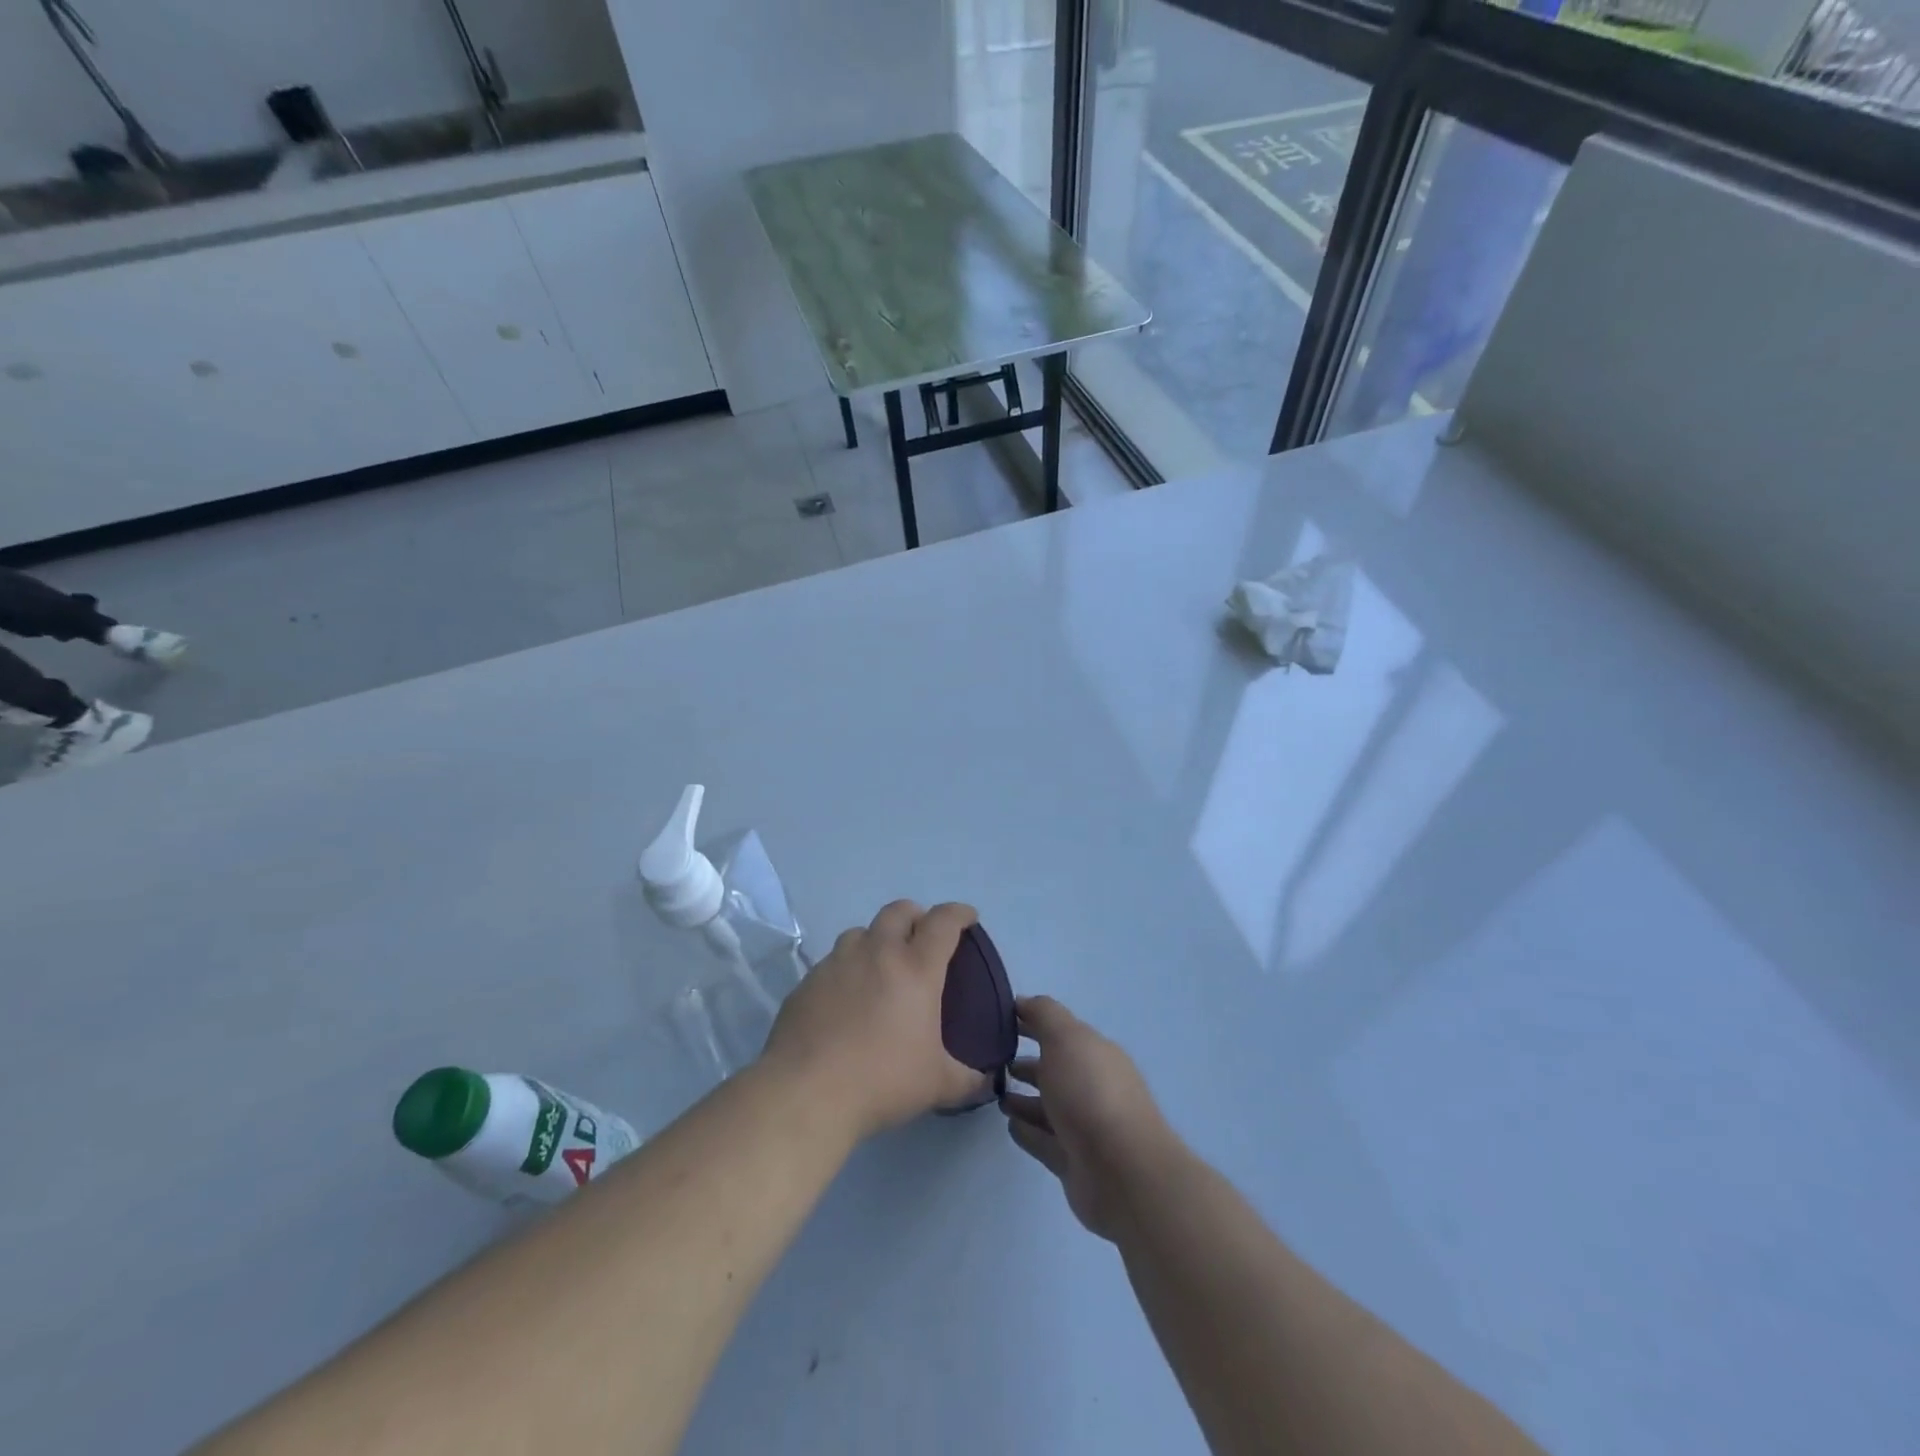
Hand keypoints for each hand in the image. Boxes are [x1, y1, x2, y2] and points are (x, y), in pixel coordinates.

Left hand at [761, 900, 989, 1139]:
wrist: (806, 1092)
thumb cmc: (882, 1080)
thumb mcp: (937, 1085)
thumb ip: (966, 1078)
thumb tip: (984, 1080)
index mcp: (915, 968)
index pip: (943, 922)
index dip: (959, 913)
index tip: (967, 917)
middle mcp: (876, 953)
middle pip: (899, 911)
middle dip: (916, 915)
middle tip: (922, 937)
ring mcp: (837, 963)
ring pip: (861, 932)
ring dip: (877, 939)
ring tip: (881, 965)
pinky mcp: (807, 982)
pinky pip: (832, 962)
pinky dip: (847, 969)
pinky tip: (846, 999)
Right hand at [1000, 996, 1183, 1240]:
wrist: (1123, 1172)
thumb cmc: (1091, 1094)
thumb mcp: (1066, 1039)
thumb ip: (1044, 1015)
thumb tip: (1023, 1002)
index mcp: (1095, 1053)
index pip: (1059, 1031)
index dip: (1031, 1022)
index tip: (998, 1021)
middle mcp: (1092, 1086)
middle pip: (1054, 1069)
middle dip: (1026, 1062)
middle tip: (992, 1060)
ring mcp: (1084, 1126)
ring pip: (1048, 1106)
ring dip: (1023, 1098)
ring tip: (995, 1092)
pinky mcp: (1074, 1161)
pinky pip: (1044, 1140)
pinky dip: (1027, 1131)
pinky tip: (1008, 1124)